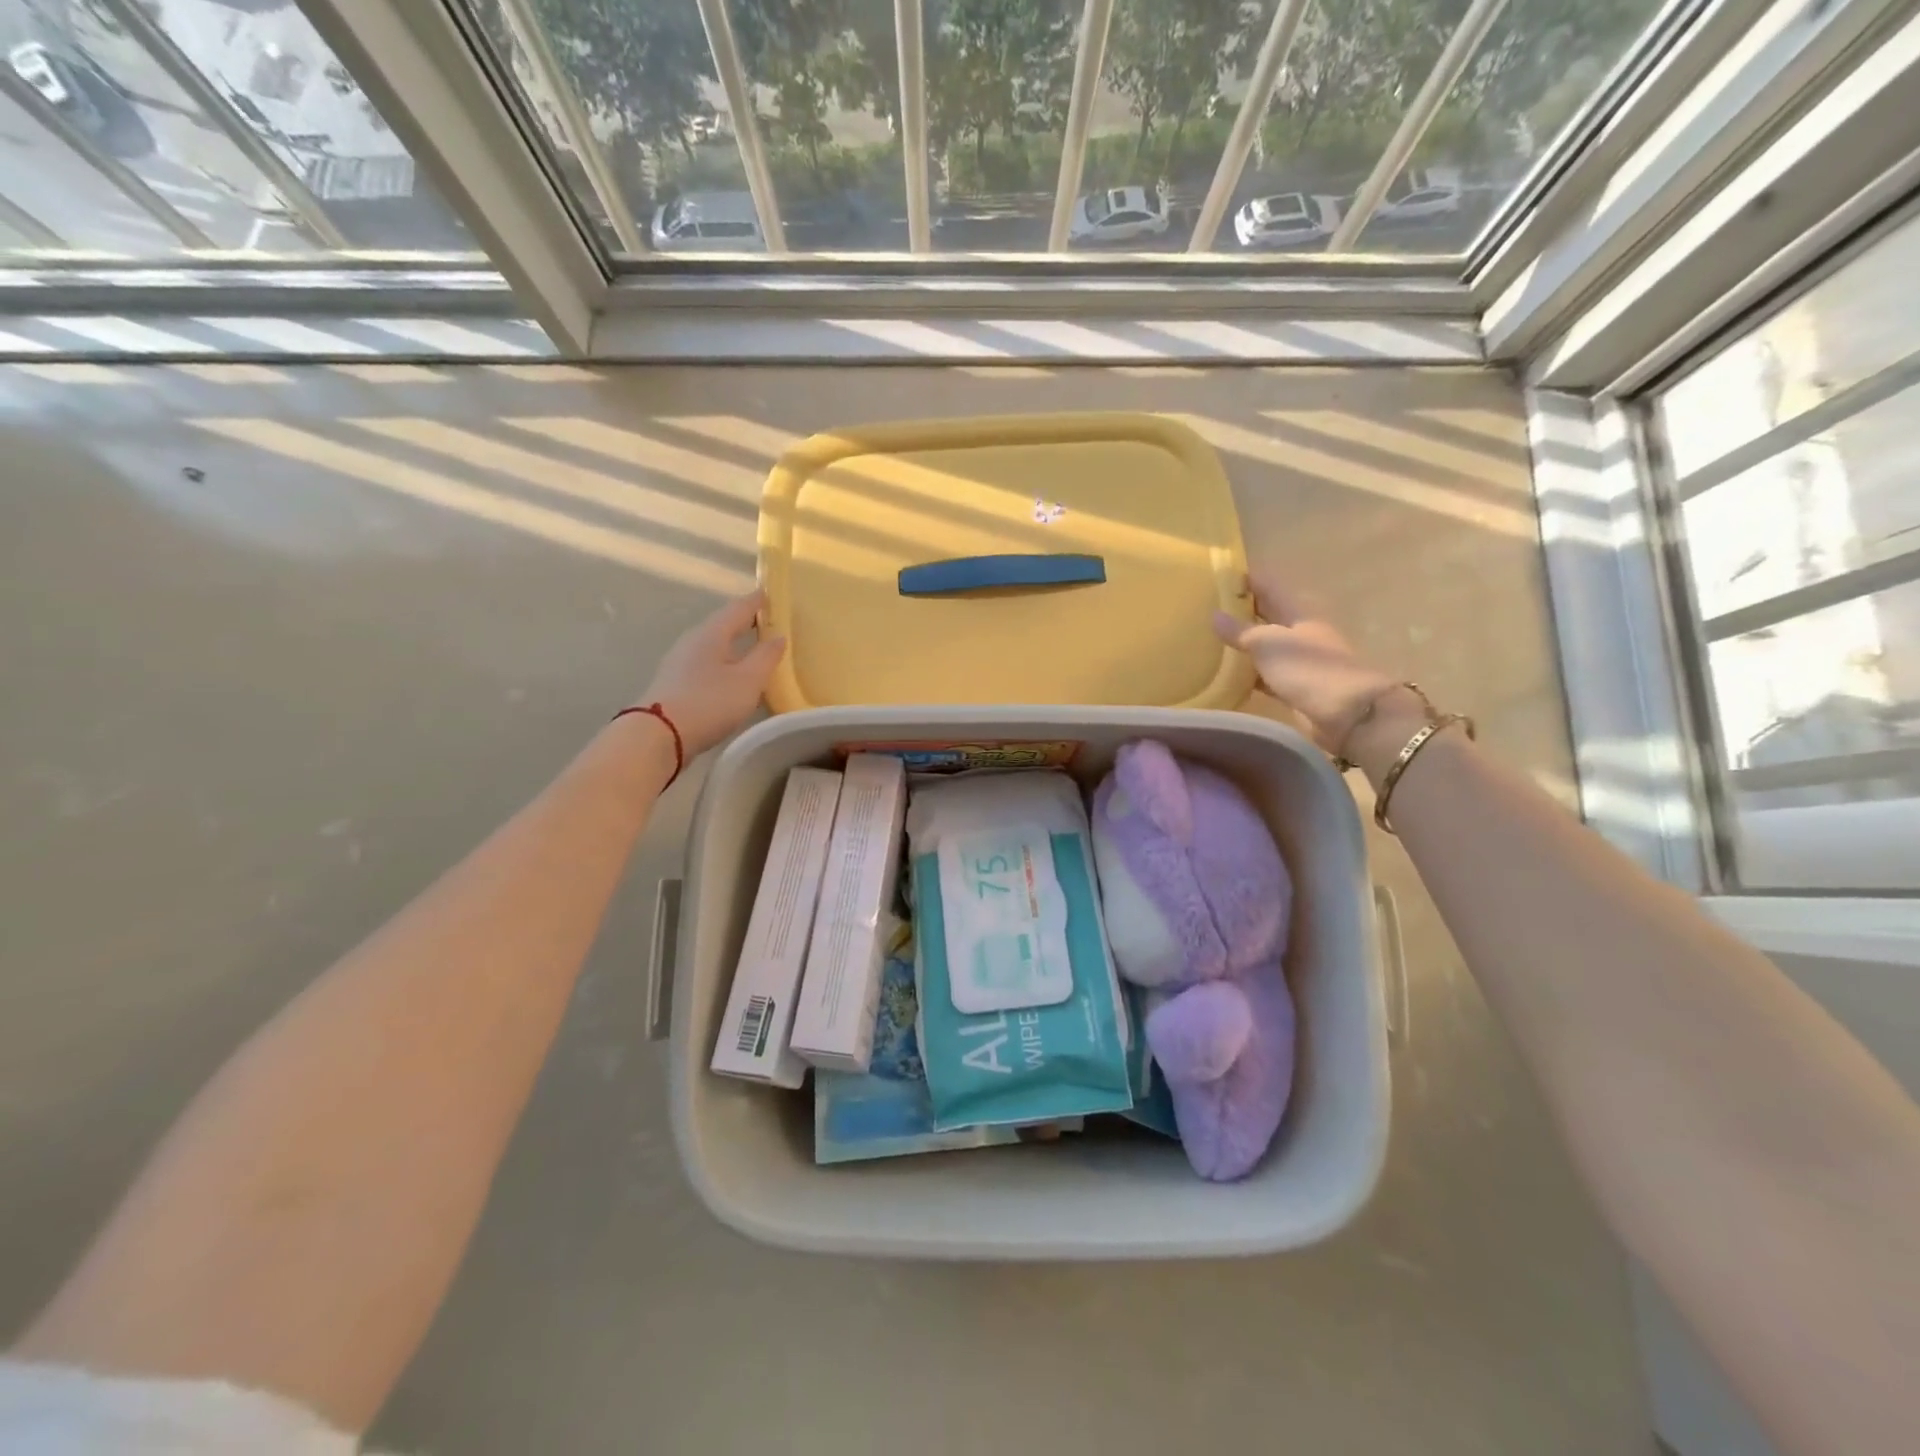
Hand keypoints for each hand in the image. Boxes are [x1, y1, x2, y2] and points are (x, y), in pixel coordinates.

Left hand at [636, 590, 785, 757]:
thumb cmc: (708, 702)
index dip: (757, 602)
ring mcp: (680, 663)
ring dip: (733, 646)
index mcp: (711, 634)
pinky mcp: (675, 684)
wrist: (659, 735)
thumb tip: (779, 637)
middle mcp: (693, 642)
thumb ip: (766, 657)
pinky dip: (723, 664)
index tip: (771, 594)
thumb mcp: (748, 681)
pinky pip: (706, 665)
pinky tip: (731, 678)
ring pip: (713, 646)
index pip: (738, 609)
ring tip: (753, 652)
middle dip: (745, 623)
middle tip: (768, 623)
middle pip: (723, 626)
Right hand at [1212, 572, 1397, 756]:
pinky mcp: (1293, 688)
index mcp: (1298, 613)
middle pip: (1266, 616)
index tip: (1218, 576)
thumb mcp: (1269, 643)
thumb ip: (1240, 631)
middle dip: (1240, 611)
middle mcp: (1298, 633)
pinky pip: (1263, 675)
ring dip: (1241, 644)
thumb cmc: (1308, 668)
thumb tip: (1214, 616)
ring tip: (1208, 641)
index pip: (1269, 587)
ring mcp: (1297, 662)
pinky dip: (1246, 673)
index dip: (1247, 579)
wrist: (1346, 713)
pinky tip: (1225, 675)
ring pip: (1263, 646)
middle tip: (1206, 609)